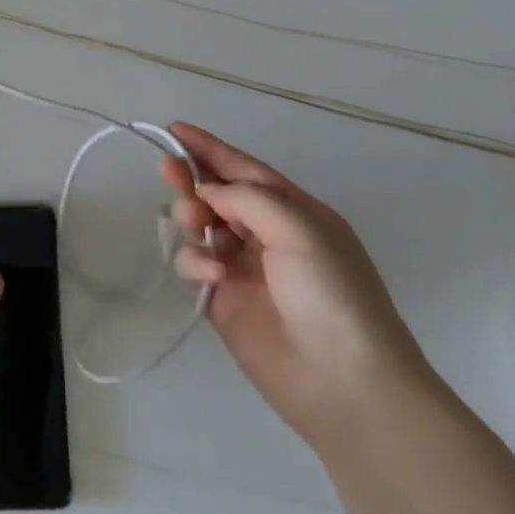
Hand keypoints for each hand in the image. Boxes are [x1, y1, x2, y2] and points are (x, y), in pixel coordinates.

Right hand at [162, 123, 440, 448]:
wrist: (346, 385)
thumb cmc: (331, 295)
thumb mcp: (298, 229)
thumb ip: (246, 198)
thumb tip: (208, 193)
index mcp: (295, 213)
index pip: (244, 168)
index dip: (209, 148)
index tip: (172, 129)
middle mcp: (267, 235)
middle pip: (217, 193)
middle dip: (193, 179)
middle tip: (168, 170)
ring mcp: (243, 268)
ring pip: (200, 225)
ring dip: (192, 215)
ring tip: (194, 223)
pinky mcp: (222, 299)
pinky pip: (194, 264)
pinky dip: (194, 261)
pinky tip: (210, 275)